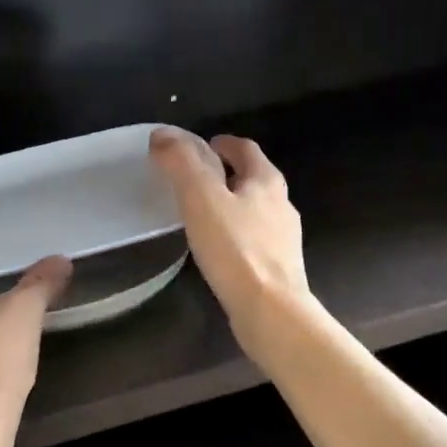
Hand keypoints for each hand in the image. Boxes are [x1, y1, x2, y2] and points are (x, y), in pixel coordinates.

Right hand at [149, 129, 310, 353]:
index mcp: (266, 181)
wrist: (271, 310)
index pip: (246, 149)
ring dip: (233, 206)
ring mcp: (284, 239)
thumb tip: (162, 135)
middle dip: (229, 174)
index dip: (223, 144)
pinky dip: (237, 237)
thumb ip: (181, 164)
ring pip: (256, 211)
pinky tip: (220, 252)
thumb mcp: (201, 198)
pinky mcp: (279, 269)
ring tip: (204, 216)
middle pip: (254, 179)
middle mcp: (282, 205)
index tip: (204, 146)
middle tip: (197, 180)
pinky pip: (255, 242)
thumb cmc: (236, 249)